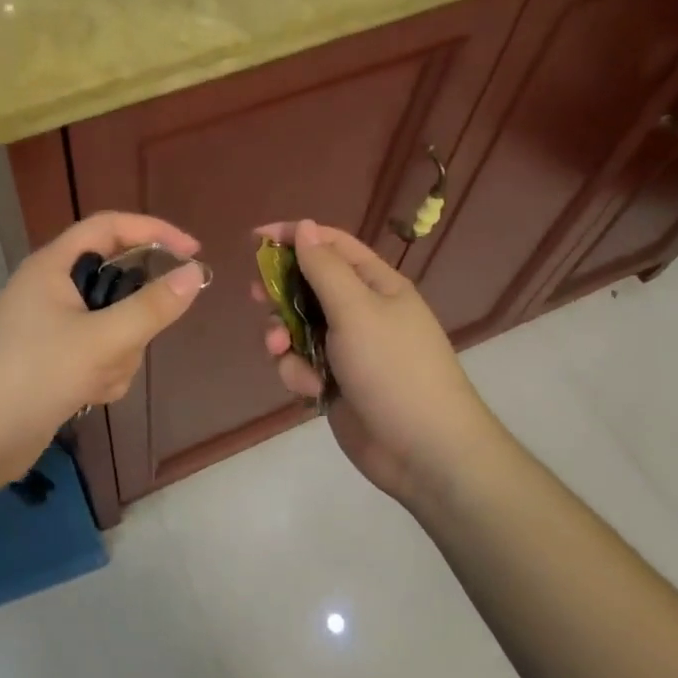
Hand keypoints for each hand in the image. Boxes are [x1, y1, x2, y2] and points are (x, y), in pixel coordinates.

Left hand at [0, 211, 206, 487]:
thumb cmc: (30, 375)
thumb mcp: (100, 340)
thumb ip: (152, 308)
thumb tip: (195, 274)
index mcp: (53, 266)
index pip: (111, 227)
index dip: (154, 232)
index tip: (193, 253)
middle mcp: (50, 291)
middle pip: (115, 283)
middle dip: (132, 317)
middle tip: (134, 340)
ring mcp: (50, 330)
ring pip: (111, 326)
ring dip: (117, 354)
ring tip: (95, 379)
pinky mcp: (51, 365)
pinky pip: (97, 356)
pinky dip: (102, 374)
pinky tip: (87, 397)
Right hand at [253, 220, 494, 502]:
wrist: (423, 451)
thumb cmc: (393, 369)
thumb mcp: (356, 310)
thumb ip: (324, 268)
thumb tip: (304, 226)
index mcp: (375, 284)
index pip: (330, 244)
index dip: (294, 236)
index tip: (254, 239)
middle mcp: (361, 310)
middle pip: (307, 285)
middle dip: (280, 292)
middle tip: (258, 296)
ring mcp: (346, 348)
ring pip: (296, 327)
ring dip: (283, 339)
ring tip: (282, 352)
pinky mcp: (334, 382)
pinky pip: (300, 363)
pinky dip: (298, 373)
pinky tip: (310, 390)